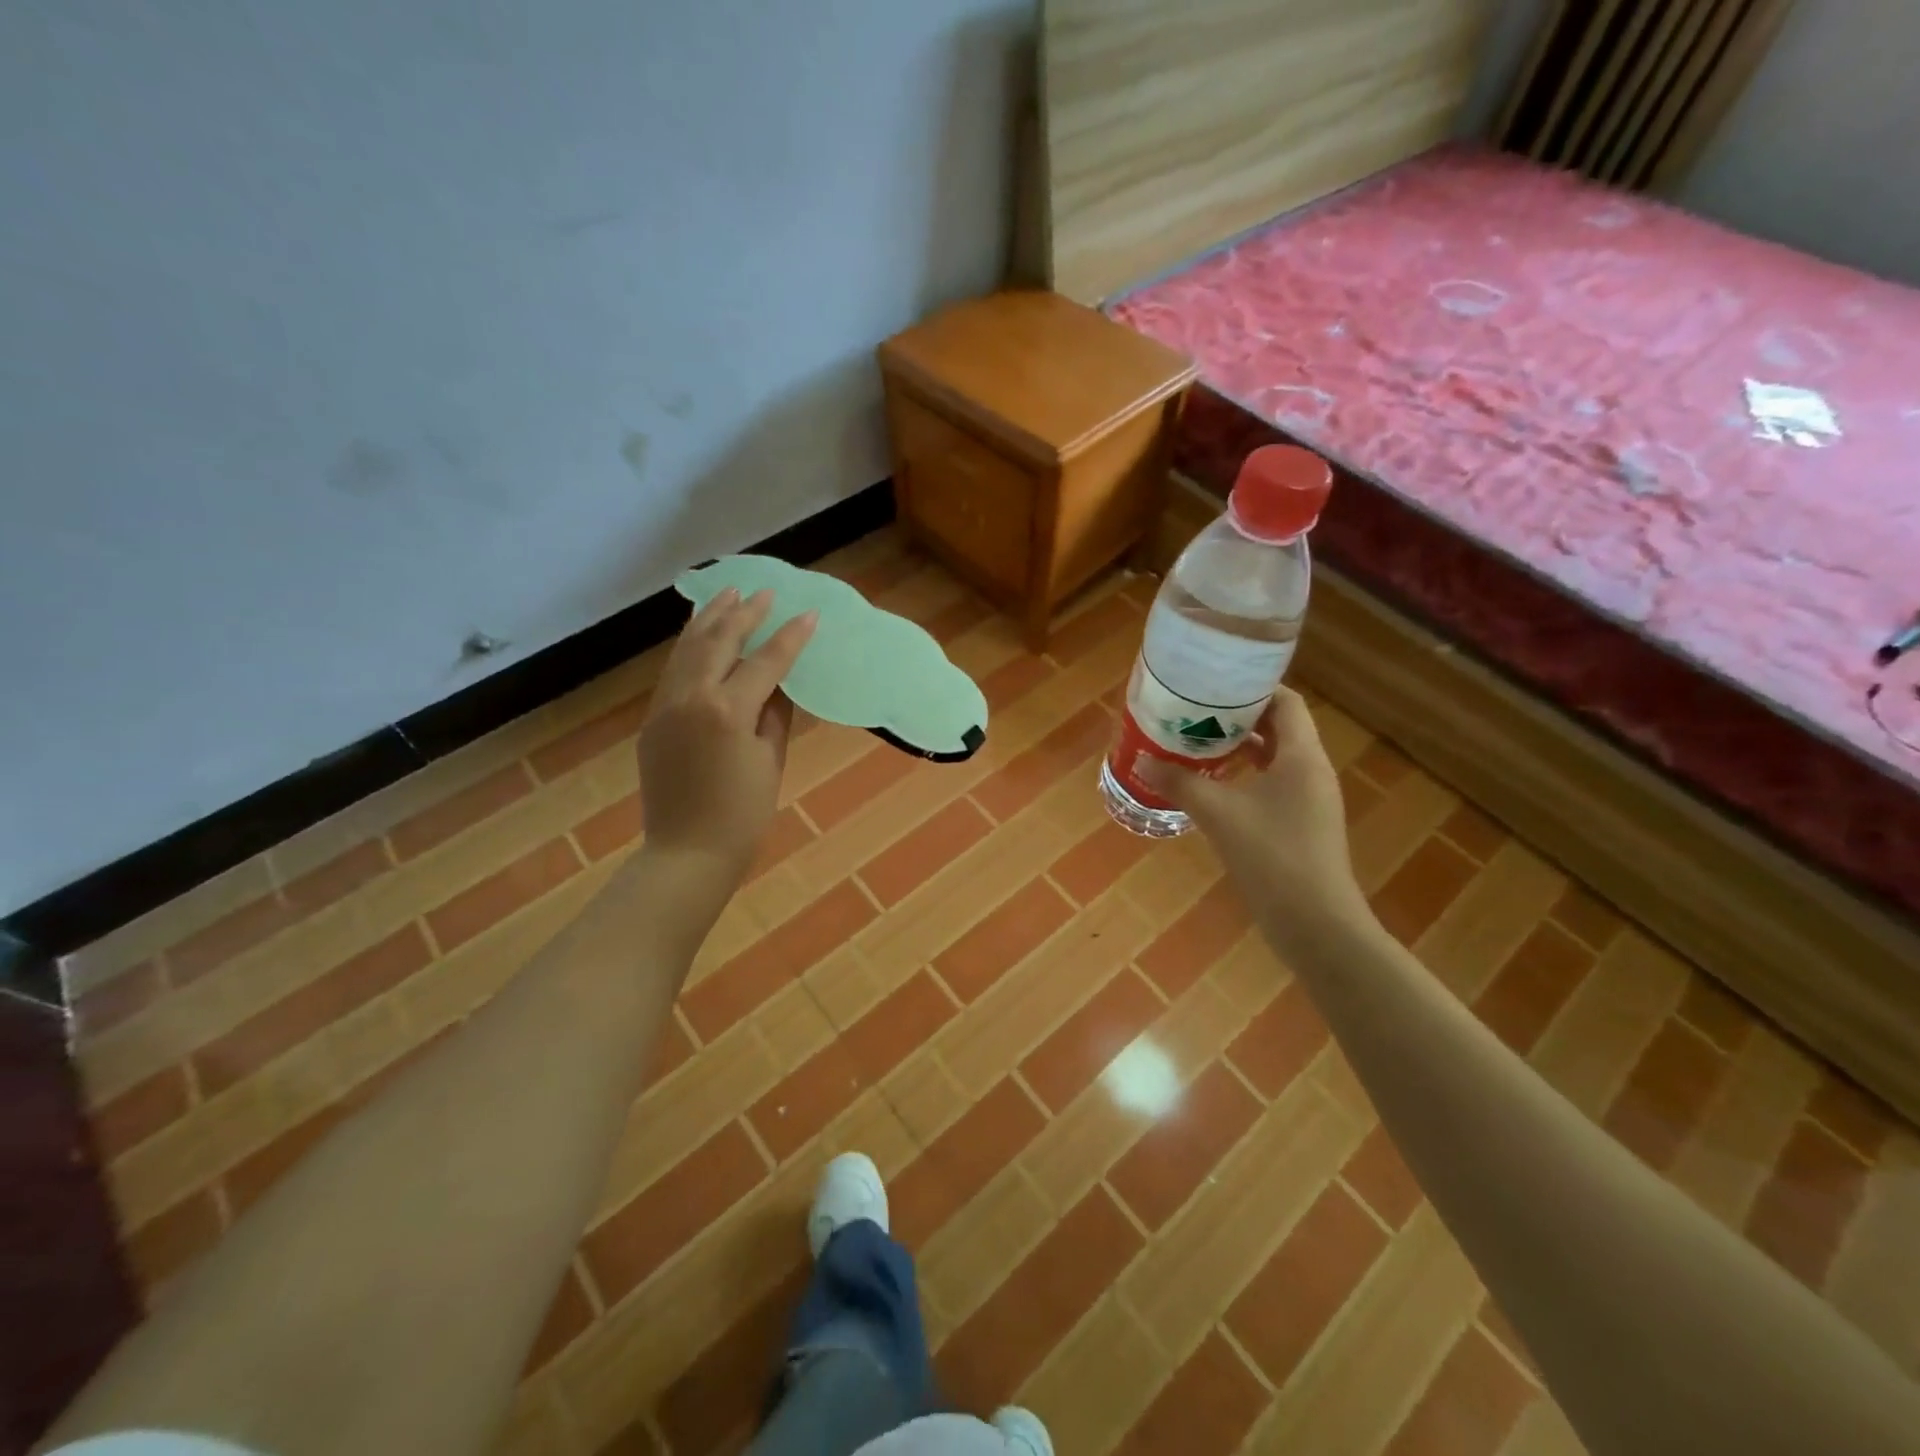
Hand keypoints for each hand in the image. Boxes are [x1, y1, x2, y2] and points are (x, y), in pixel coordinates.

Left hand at [639, 588, 816, 889]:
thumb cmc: (742, 815)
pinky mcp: (653, 719)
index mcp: (727, 711)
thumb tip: (778, 685)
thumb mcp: (771, 761)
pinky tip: (701, 635)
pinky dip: (690, 646)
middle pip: (720, 642)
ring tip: (728, 594)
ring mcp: (666, 706)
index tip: (809, 614)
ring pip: (688, 649)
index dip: (790, 637)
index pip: (765, 662)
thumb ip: (775, 715)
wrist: (687, 854)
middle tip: (765, 592)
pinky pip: (674, 670)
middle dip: (745, 613)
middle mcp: (691, 697)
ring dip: (711, 619)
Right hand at [1140, 688, 1369, 945]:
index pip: (1285, 701)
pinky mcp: (1303, 826)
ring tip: (1198, 743)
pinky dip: (1246, 777)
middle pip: (1279, 727)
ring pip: (1275, 758)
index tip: (1214, 684)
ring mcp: (1310, 800)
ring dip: (1241, 748)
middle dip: (1238, 717)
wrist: (1315, 924)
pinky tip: (1214, 787)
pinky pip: (1274, 785)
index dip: (1252, 688)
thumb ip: (1179, 783)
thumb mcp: (1218, 814)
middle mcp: (1312, 771)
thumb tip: (1141, 760)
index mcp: (1302, 756)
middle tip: (1196, 712)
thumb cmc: (1271, 856)